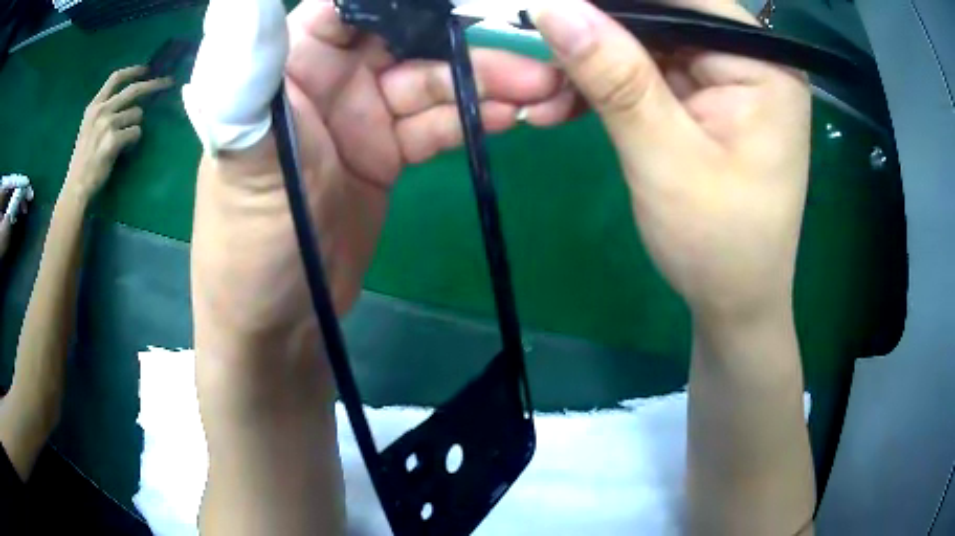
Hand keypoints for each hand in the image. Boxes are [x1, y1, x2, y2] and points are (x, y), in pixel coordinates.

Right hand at [65, 66, 171, 200]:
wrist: (77, 186)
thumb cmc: (84, 159)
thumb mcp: (89, 127)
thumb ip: (106, 110)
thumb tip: (131, 98)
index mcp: (93, 106)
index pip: (116, 78)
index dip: (134, 71)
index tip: (147, 68)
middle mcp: (100, 111)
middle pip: (134, 89)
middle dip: (154, 84)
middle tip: (169, 82)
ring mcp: (106, 125)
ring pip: (137, 114)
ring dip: (136, 125)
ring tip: (124, 140)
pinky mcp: (113, 141)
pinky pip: (136, 132)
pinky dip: (134, 139)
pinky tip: (124, 149)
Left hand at [194, 0, 572, 333]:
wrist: (280, 323)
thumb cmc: (248, 243)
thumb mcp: (244, 158)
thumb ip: (248, 76)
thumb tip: (238, 0)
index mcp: (291, 62)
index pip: (354, 5)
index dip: (410, 1)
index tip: (477, 3)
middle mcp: (329, 76)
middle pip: (408, 37)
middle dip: (467, 42)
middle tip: (532, 60)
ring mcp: (362, 115)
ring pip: (433, 81)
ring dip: (487, 83)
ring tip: (541, 91)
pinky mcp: (386, 152)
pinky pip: (438, 122)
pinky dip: (475, 118)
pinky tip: (512, 117)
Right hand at [532, 0, 811, 324]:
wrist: (733, 303)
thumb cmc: (718, 244)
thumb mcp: (665, 158)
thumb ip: (615, 78)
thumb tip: (555, 7)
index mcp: (763, 66)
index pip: (684, 0)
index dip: (615, 1)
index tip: (556, 11)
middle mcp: (749, 61)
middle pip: (661, 16)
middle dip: (596, 34)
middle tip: (540, 56)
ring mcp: (725, 80)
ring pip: (645, 43)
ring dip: (591, 64)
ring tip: (543, 94)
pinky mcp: (705, 100)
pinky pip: (646, 73)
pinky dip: (605, 86)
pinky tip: (566, 104)